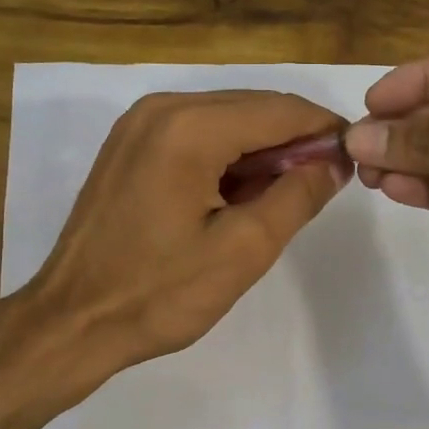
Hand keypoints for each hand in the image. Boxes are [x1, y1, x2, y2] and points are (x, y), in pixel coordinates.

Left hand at [24, 90, 350, 371]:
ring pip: (225, 119)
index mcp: (190, 127)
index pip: (280, 110)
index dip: (324, 130)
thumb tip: (334, 163)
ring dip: (261, 151)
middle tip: (322, 185)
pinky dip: (227, 156)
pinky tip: (239, 195)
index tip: (355, 159)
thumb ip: (297, 197)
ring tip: (283, 197)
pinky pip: (195, 134)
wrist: (73, 321)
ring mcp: (138, 124)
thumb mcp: (244, 250)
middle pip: (252, 107)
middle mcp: (162, 108)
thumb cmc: (159, 293)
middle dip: (293, 141)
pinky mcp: (128, 146)